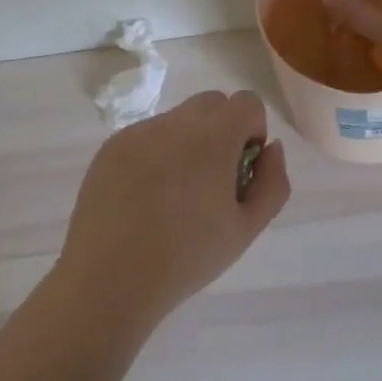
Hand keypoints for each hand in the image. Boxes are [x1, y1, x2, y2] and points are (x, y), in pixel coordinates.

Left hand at [56, 90, 290, 333]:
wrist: (109, 278)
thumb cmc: (186, 258)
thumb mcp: (245, 229)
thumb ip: (272, 183)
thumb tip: (271, 148)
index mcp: (212, 138)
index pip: (247, 102)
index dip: (252, 130)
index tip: (240, 168)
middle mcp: (175, 123)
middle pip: (212, 102)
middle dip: (222, 129)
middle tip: (212, 180)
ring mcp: (139, 132)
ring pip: (177, 119)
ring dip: (187, 142)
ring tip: (173, 195)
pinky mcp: (112, 146)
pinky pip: (146, 135)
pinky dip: (155, 154)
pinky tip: (144, 198)